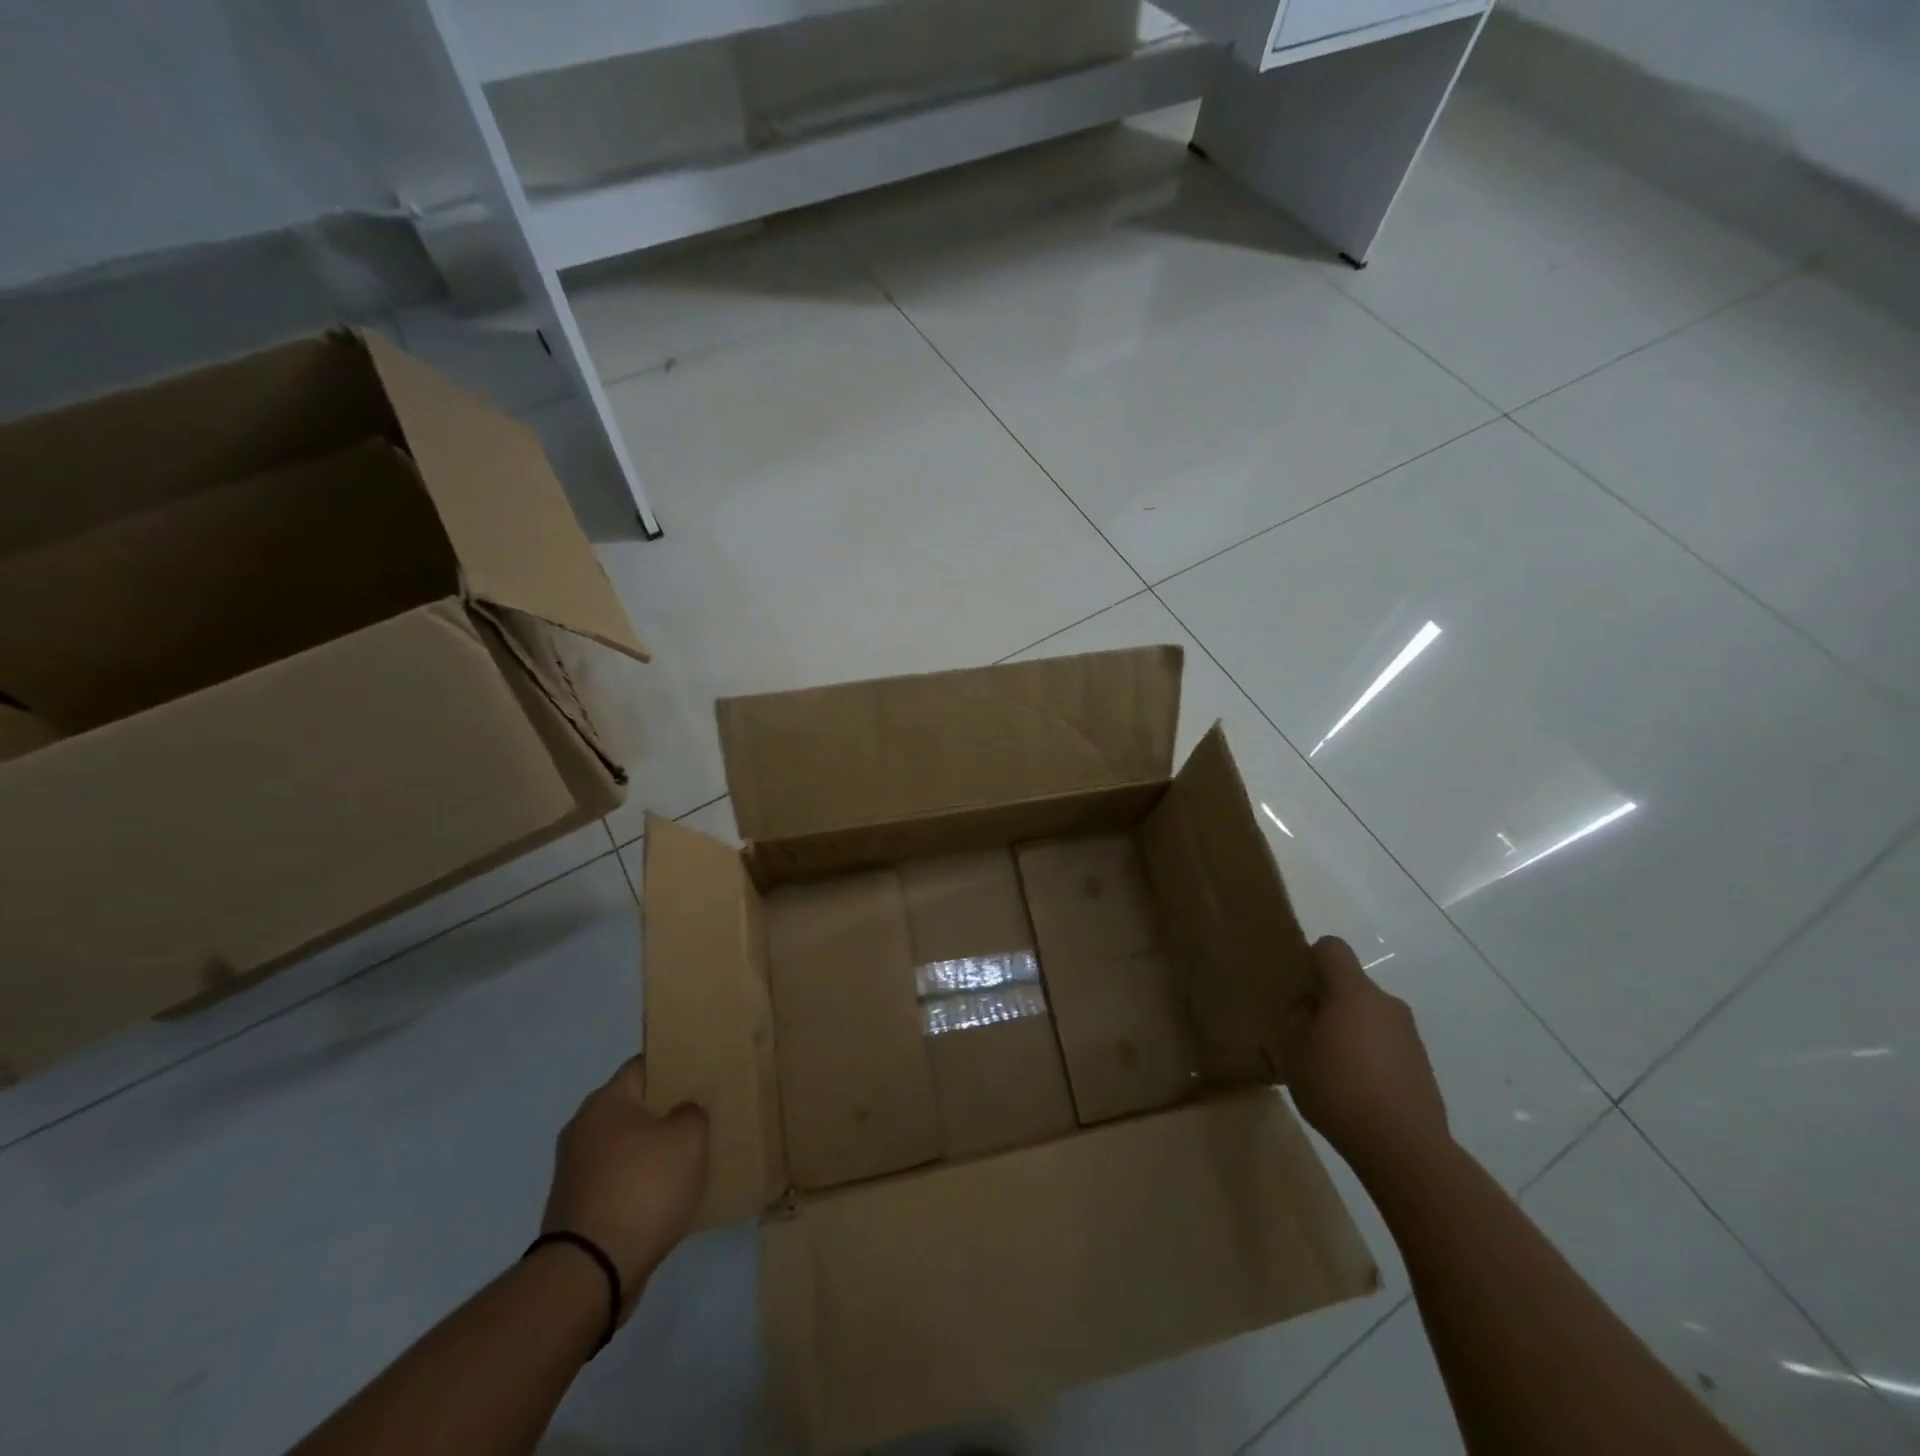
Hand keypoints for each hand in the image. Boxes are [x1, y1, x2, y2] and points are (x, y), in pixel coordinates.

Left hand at [541, 1059, 708, 1312]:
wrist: (590, 1273)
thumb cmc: (643, 1189)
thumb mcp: (688, 1138)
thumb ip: (692, 1112)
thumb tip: (681, 1113)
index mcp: (605, 1102)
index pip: (643, 1065)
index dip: (673, 1065)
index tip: (699, 1074)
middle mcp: (582, 1129)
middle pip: (632, 1107)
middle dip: (663, 1111)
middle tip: (700, 1115)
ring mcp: (574, 1172)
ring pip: (624, 1147)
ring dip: (651, 1151)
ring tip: (688, 1158)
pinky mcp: (575, 1210)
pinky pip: (616, 1182)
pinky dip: (638, 1184)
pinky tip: (665, 1196)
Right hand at [1286, 936, 1450, 1176]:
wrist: (1404, 1148)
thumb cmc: (1339, 1089)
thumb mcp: (1295, 1053)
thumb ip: (1297, 1020)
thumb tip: (1307, 1008)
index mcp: (1353, 993)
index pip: (1332, 949)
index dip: (1311, 958)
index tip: (1298, 986)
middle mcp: (1386, 1004)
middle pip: (1352, 985)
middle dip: (1328, 1001)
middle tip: (1307, 1033)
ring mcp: (1409, 1035)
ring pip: (1370, 1015)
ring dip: (1351, 1029)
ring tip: (1331, 1066)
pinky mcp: (1422, 1064)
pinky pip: (1387, 1043)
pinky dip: (1370, 1054)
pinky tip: (1356, 1089)